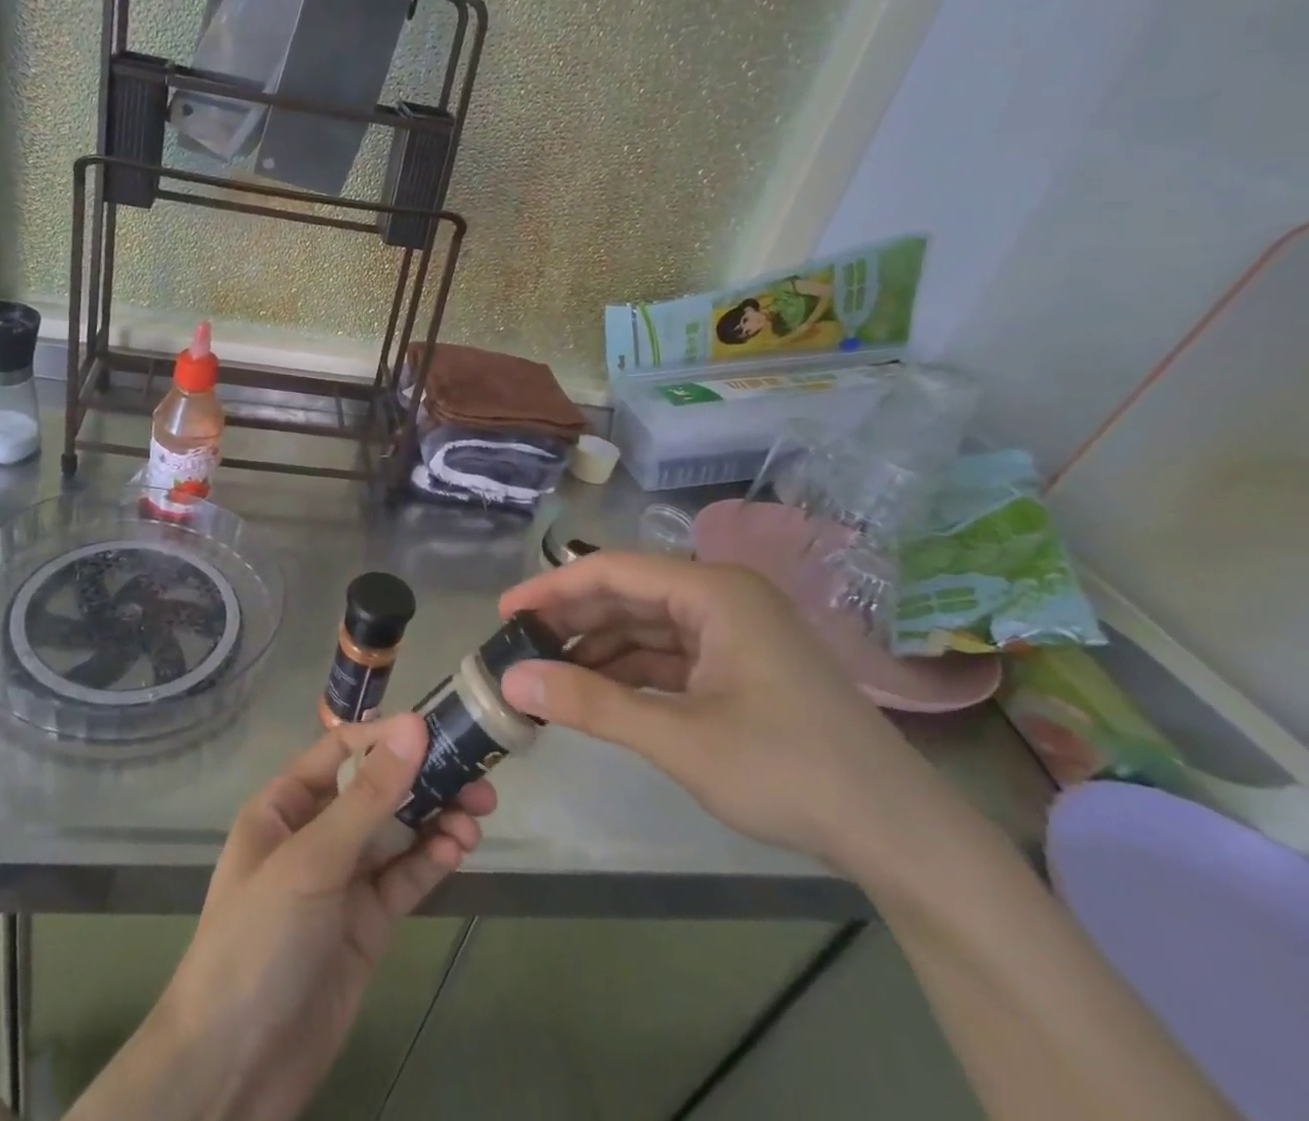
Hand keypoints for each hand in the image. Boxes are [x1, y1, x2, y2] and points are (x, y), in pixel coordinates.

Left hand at [67, 715, 494, 1120]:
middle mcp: (316, 833)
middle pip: (377, 791)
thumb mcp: (311, 860)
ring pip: (398, 833)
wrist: (234, 1069)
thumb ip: (368, 798)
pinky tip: (458, 849)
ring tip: (477, 814)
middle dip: (424, 779)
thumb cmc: (259, 940)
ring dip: (437, 818)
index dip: (386, 737)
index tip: (435, 730)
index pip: (341, 751)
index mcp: (286, 805)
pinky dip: (431, 860)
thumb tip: (413, 727)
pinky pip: (404, 878)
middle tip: (477, 775)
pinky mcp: (367, 924)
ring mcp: (343, 880)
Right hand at [495, 550, 944, 872]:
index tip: (504, 613)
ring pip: (647, 625)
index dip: (552, 587)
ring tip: (547, 672)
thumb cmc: (788, 771)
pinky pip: (671, 653)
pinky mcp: (742, 664)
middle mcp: (723, 596)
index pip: (612, 571)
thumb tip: (511, 681)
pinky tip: (597, 691)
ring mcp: (736, 630)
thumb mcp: (678, 738)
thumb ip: (590, 704)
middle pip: (629, 594)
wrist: (900, 834)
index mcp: (714, 591)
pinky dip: (631, 670)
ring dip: (598, 647)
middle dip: (572, 620)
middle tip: (518, 646)